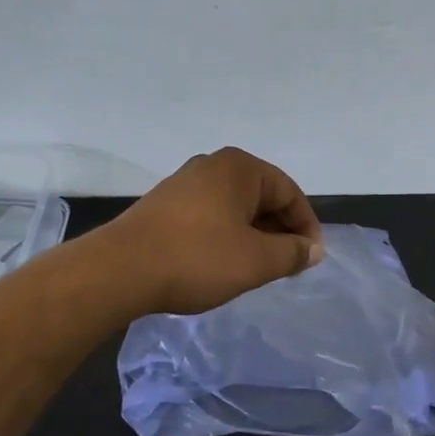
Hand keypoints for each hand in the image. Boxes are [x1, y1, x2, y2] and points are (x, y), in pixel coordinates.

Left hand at [99, 148, 324, 315]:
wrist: (120, 270)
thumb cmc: (197, 258)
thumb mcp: (256, 260)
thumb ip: (292, 253)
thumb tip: (314, 249)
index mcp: (240, 168)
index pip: (289, 192)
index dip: (306, 226)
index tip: (311, 258)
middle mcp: (213, 165)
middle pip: (262, 196)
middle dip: (279, 230)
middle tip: (288, 265)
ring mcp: (185, 183)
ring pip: (235, 207)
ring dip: (253, 235)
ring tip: (259, 268)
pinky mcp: (165, 204)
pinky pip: (211, 215)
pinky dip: (226, 235)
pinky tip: (223, 262)